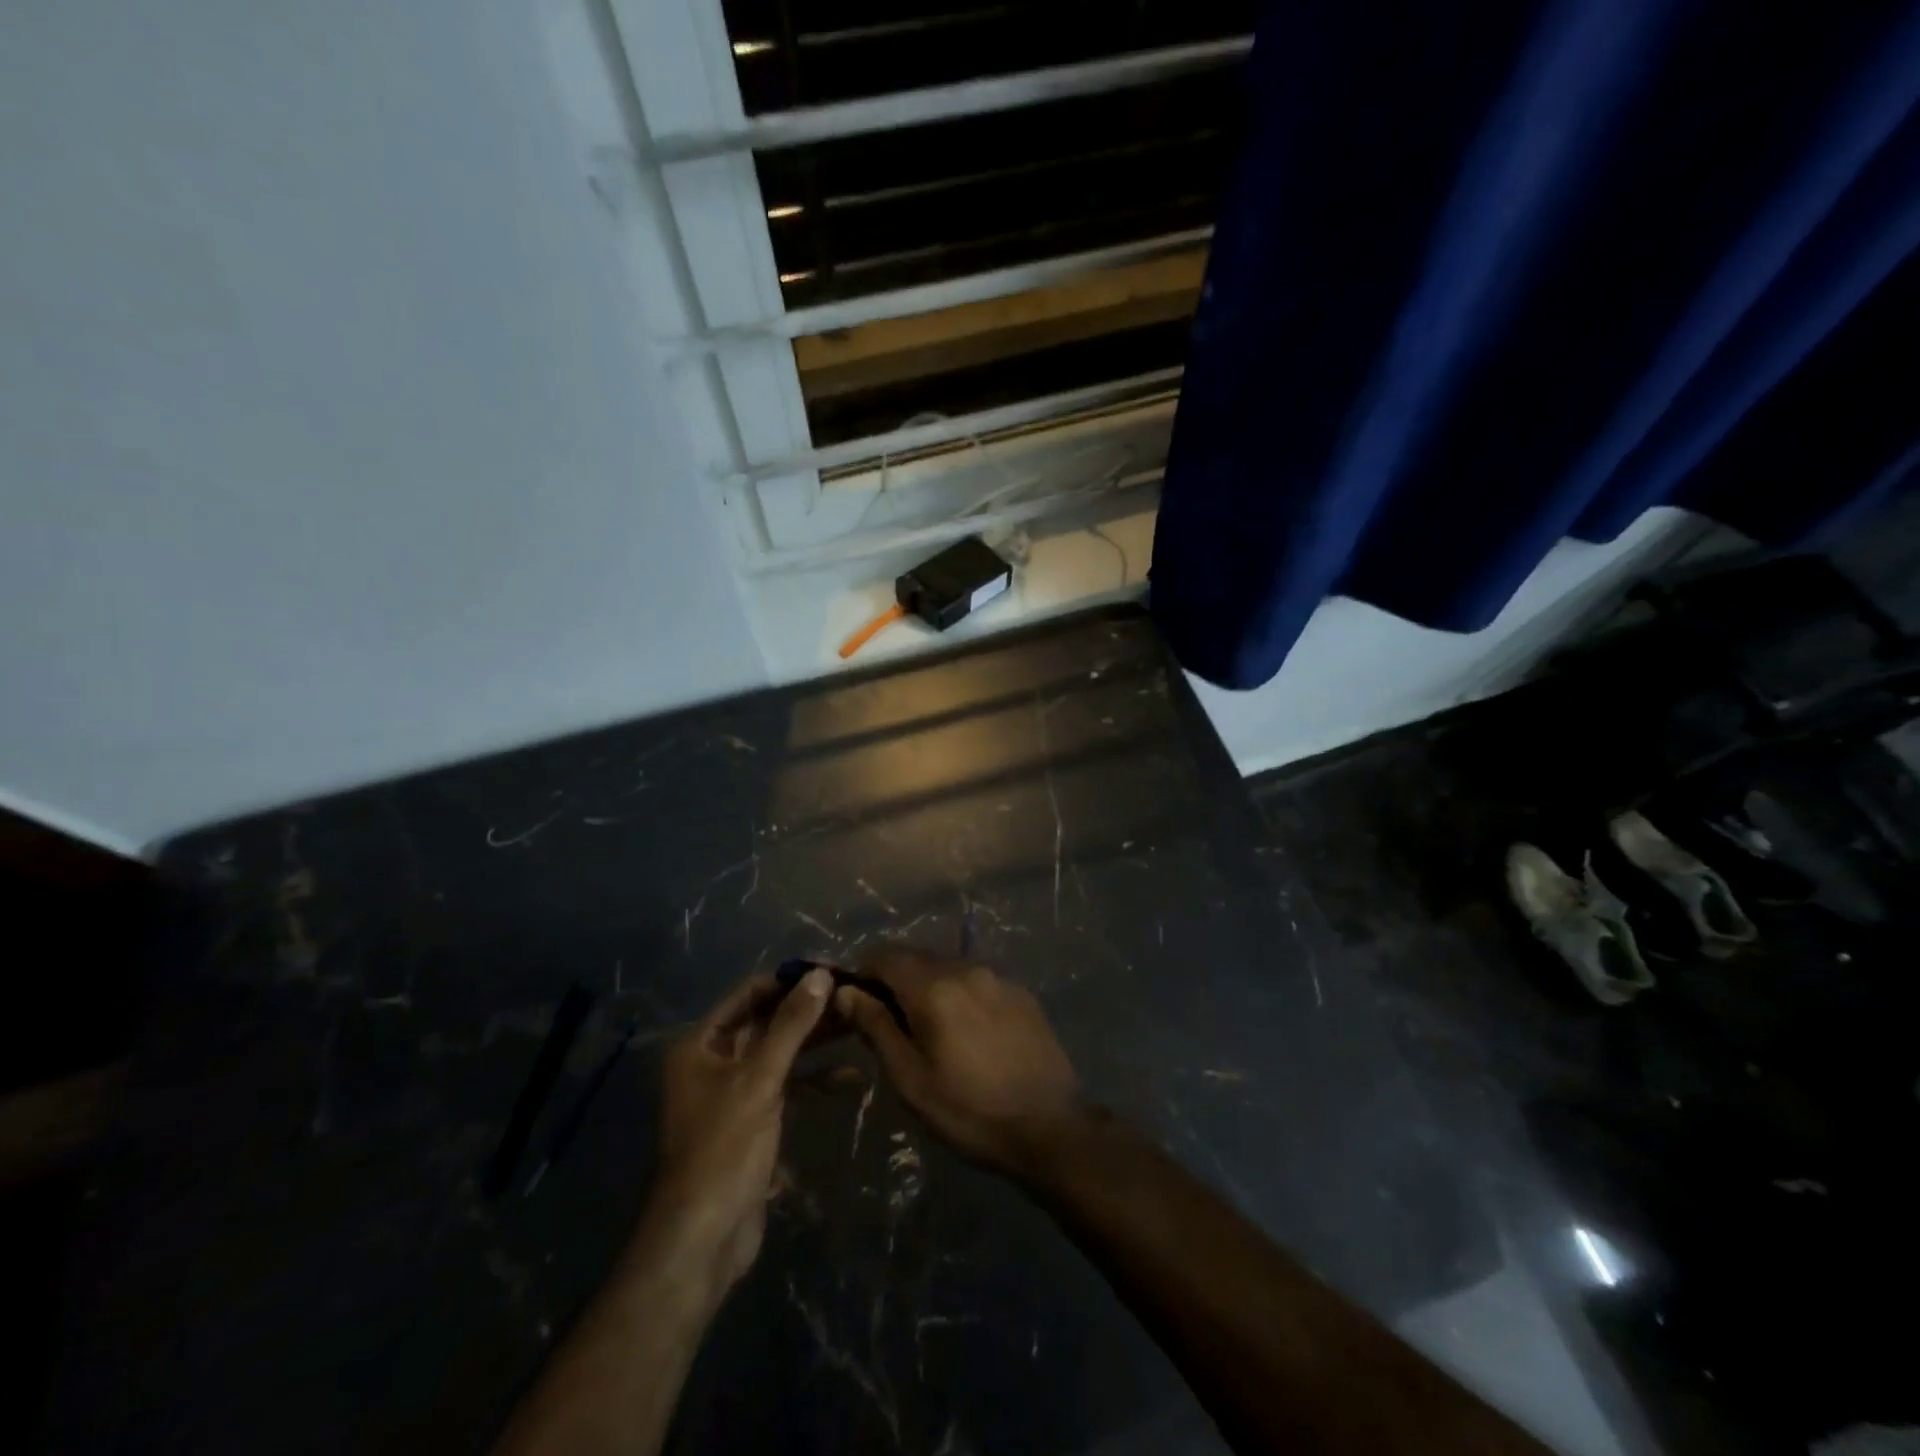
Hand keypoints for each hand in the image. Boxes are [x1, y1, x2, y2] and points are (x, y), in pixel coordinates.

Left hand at [642, 969, 833, 1304]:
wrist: (702, 1240)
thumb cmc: (723, 1149)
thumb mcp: (760, 1080)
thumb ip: (792, 1025)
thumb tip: (822, 974)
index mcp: (701, 1045)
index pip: (750, 994)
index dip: (790, 980)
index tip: (833, 969)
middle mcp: (714, 1062)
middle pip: (767, 1022)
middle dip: (808, 1011)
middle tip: (853, 996)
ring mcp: (734, 1092)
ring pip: (780, 1054)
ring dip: (815, 1044)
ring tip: (858, 1027)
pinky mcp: (752, 1120)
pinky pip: (785, 1087)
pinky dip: (813, 1082)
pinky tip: (849, 1080)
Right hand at [836, 947, 1082, 1179]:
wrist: (1050, 1126)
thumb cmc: (969, 1111)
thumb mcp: (910, 1079)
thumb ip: (876, 1027)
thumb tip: (844, 991)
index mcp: (934, 988)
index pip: (885, 956)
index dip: (864, 973)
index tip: (856, 1003)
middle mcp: (966, 969)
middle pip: (917, 958)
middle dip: (896, 980)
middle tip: (890, 1022)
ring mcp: (998, 977)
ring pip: (948, 967)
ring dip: (928, 986)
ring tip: (929, 1029)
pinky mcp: (1020, 992)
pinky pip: (977, 980)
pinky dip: (960, 993)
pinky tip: (967, 1031)